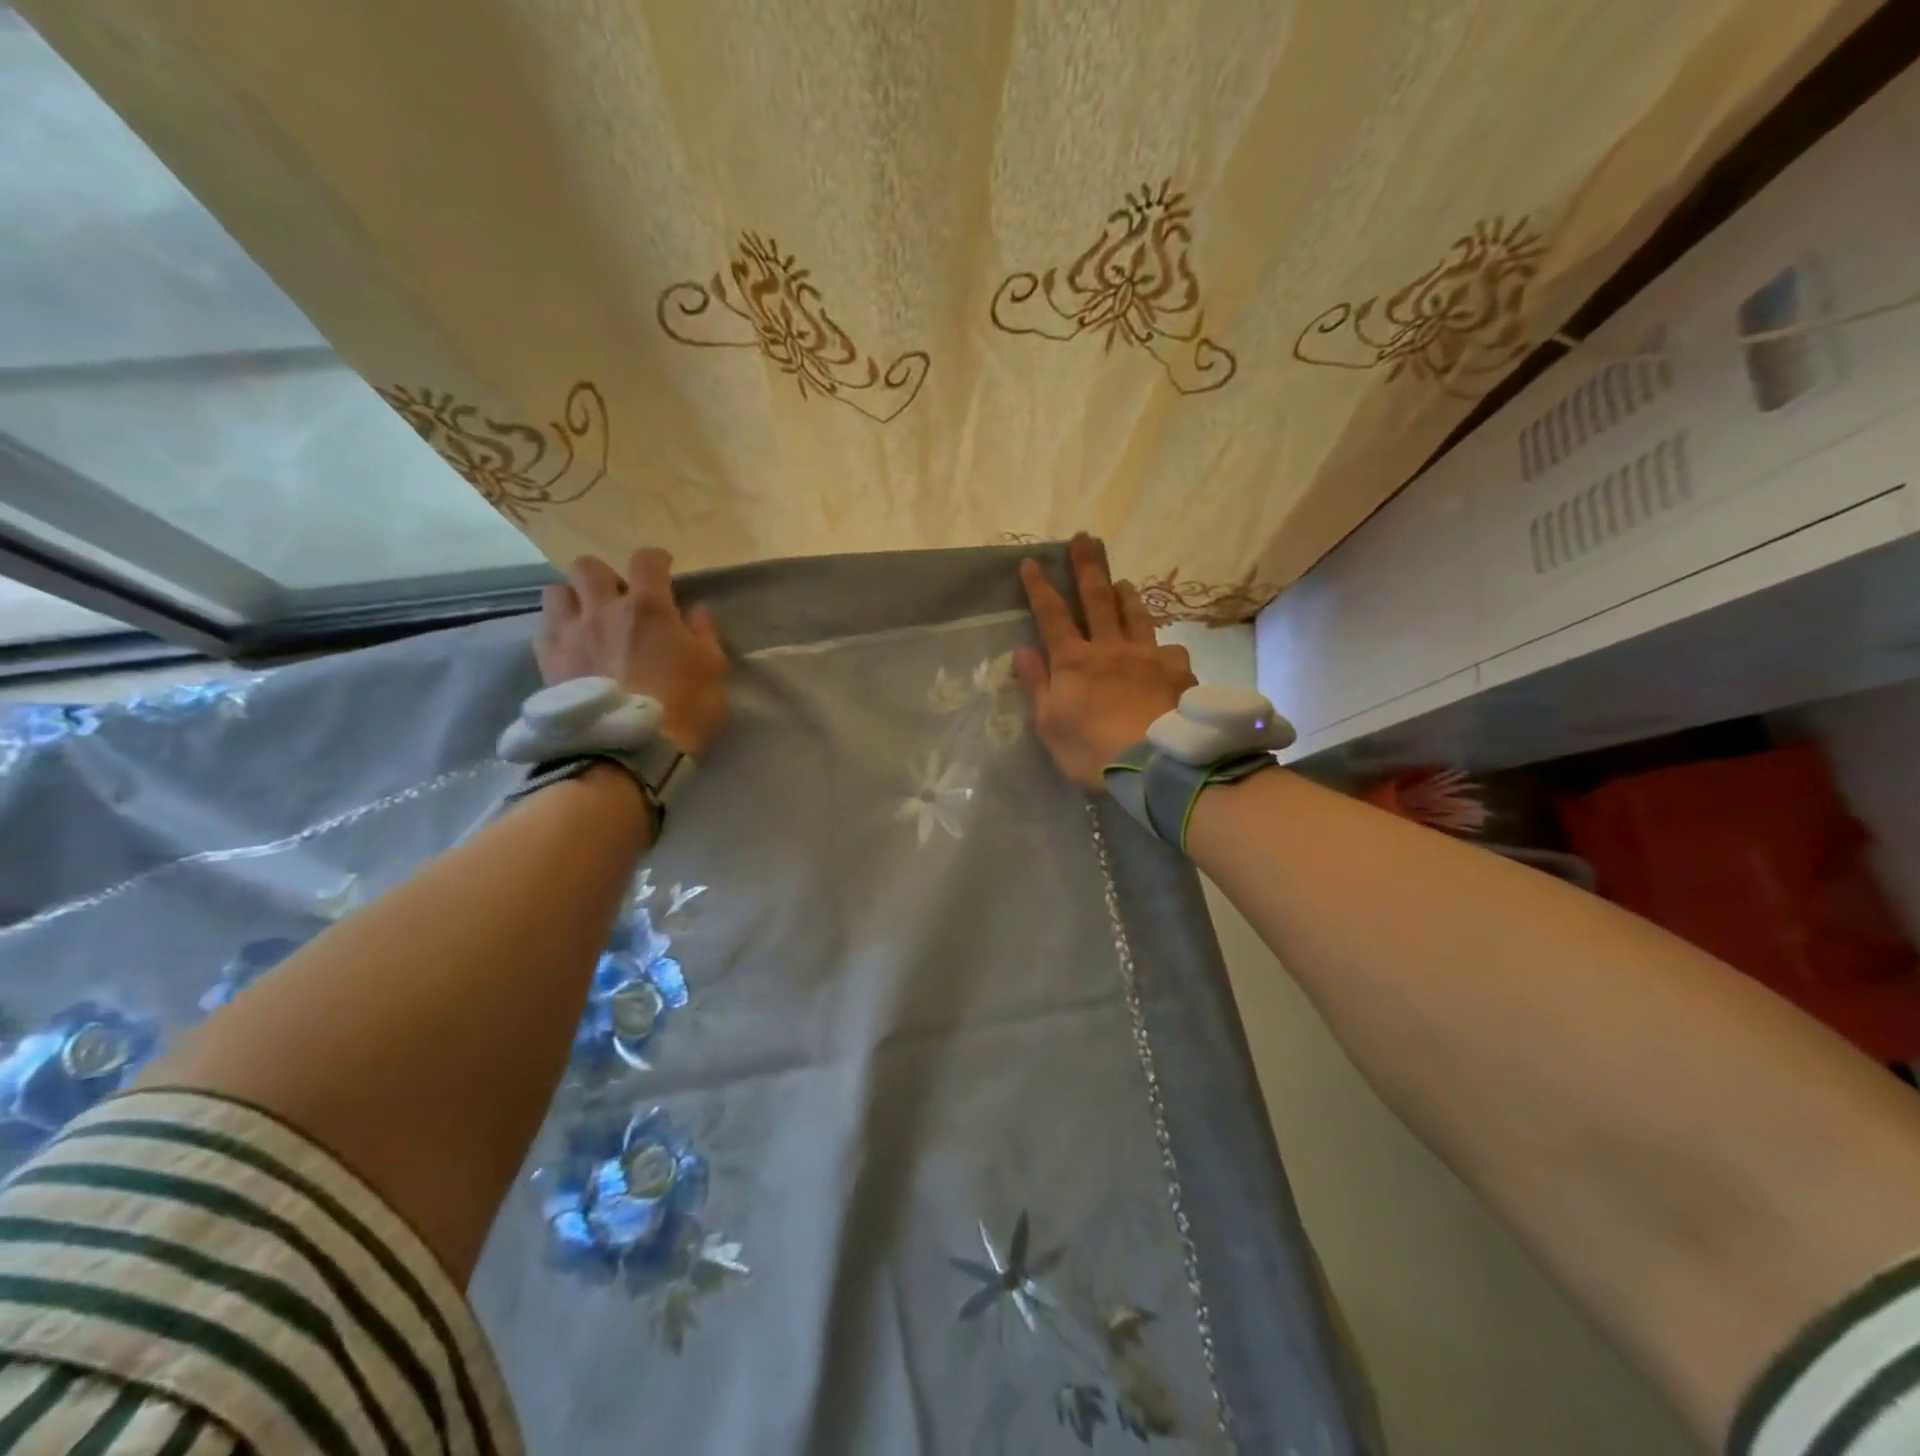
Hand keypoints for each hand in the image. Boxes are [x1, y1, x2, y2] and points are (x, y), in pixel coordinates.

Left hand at [535, 549, 729, 756]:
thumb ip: (704, 635)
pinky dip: (557, 630)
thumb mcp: (713, 671)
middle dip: (605, 577)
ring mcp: (569, 633)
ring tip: (587, 620)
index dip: (656, 560)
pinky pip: (543, 628)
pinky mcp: (547, 661)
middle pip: (589, 567)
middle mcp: (603, 609)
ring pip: (556, 591)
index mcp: (649, 607)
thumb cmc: (683, 708)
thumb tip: (695, 612)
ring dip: (573, 599)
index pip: (647, 560)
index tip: (664, 570)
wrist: (630, 750)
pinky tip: (571, 647)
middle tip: (618, 601)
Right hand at [1013, 533, 1197, 790]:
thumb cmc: (1091, 749)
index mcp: (1075, 661)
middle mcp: (1111, 648)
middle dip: (1087, 567)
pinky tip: (1166, 651)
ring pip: (1137, 615)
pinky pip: (1170, 650)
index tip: (1031, 561)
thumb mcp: (1049, 723)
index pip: (1052, 615)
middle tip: (1084, 538)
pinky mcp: (1178, 672)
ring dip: (1127, 595)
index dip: (1040, 588)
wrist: (1153, 764)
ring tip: (1123, 581)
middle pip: (1097, 599)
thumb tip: (1022, 650)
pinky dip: (1163, 646)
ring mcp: (1148, 656)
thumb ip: (1036, 684)